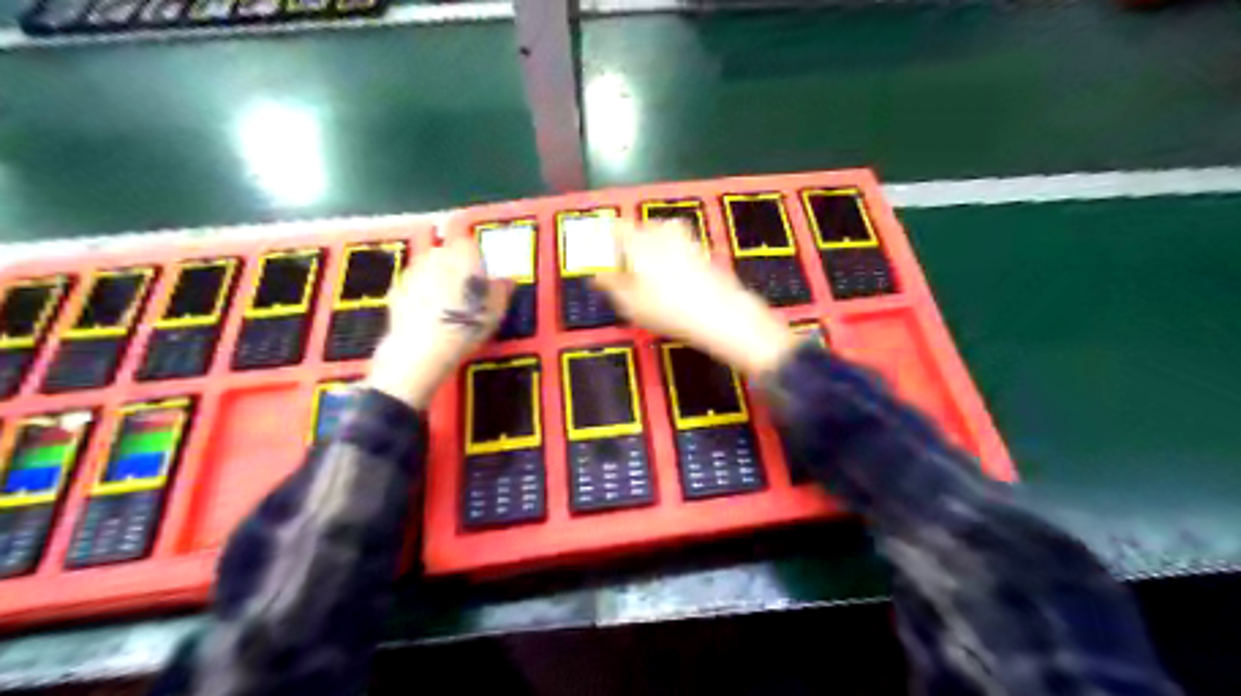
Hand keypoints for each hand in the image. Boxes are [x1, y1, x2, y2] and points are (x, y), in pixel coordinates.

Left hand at [366, 236, 512, 405]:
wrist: (423, 348)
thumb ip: (501, 289)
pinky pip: (413, 287)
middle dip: (454, 267)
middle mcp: (436, 255)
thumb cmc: (467, 323)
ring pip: (428, 268)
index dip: (475, 258)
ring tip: (446, 305)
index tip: (481, 275)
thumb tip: (506, 279)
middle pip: (446, 253)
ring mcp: (413, 271)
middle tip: (464, 292)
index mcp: (463, 253)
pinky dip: (420, 295)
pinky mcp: (396, 290)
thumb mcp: (496, 309)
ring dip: (436, 280)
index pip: (470, 243)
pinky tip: (429, 315)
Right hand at [592, 219, 794, 375]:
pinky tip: (669, 279)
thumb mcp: (629, 303)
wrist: (719, 313)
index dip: (605, 238)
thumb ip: (611, 284)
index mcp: (639, 240)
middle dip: (628, 243)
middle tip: (622, 266)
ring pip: (660, 236)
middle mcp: (662, 233)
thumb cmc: (666, 309)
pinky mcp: (702, 252)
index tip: (600, 252)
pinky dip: (668, 256)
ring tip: (645, 273)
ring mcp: (685, 240)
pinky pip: (677, 247)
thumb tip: (598, 273)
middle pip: (639, 229)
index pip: (616, 227)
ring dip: (650, 248)